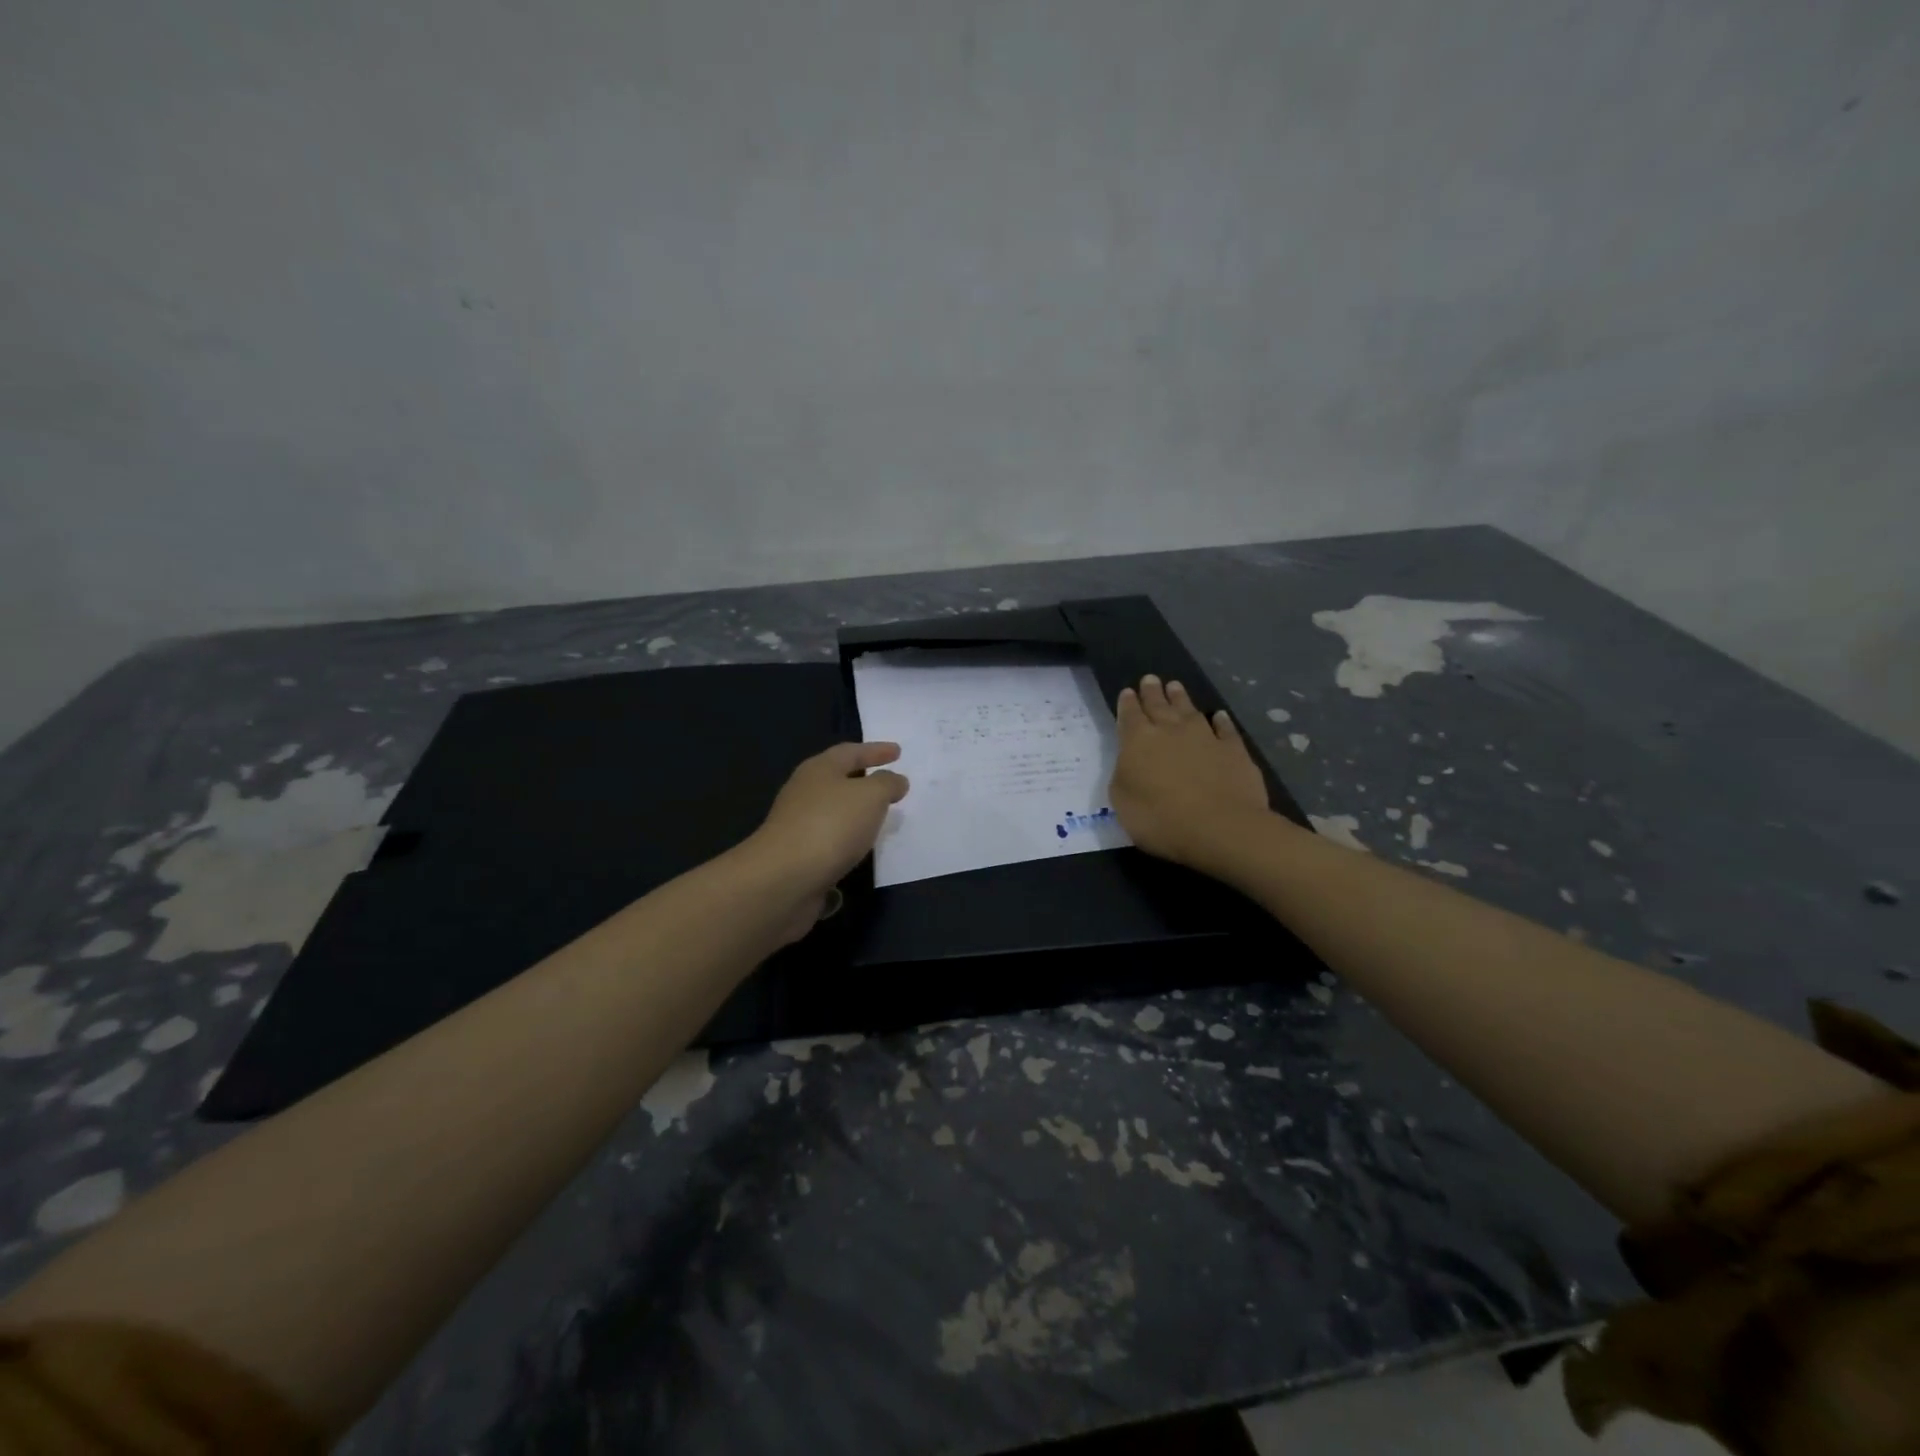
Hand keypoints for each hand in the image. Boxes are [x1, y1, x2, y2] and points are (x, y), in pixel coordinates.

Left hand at [743, 743, 908, 936]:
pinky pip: (830, 838)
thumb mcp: (870, 796)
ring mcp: (798, 824)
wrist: (784, 878)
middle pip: (838, 778)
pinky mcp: (798, 854)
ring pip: (834, 810)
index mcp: (819, 769)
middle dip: (864, 778)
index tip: (898, 752)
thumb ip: (887, 784)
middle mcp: (805, 792)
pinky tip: (860, 846)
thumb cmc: (831, 825)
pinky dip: (847, 837)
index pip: (851, 752)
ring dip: (856, 811)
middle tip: (889, 782)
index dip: (876, 750)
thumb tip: (895, 780)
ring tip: (880, 816)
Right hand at [1110, 675, 1269, 870]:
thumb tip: (1131, 763)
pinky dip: (1221, 721)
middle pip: (1159, 705)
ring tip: (1175, 686)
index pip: (1130, 715)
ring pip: (1190, 710)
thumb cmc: (1160, 819)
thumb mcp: (1123, 802)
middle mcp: (1170, 731)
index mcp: (1138, 741)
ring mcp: (1205, 737)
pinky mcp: (1234, 750)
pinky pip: (1225, 729)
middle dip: (1152, 692)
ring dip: (1181, 698)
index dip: (1127, 704)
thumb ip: (1124, 776)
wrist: (1220, 827)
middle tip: (1150, 678)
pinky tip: (1219, 716)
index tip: (1128, 692)